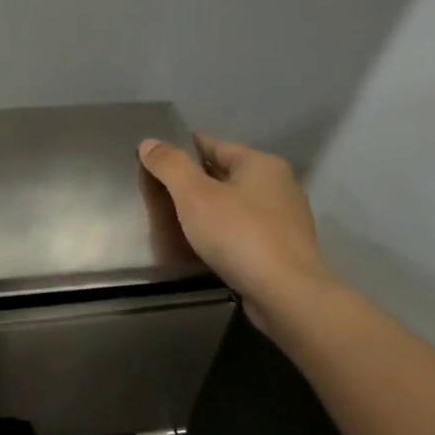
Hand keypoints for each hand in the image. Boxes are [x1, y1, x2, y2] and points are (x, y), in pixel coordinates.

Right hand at [138, 134, 336, 336]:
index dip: (184, 150)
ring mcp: (285, 218)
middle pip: (227, 174)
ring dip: (212, 208)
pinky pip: (246, 230)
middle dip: (197, 181)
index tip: (158, 160)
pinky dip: (226, 231)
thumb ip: (170, 166)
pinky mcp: (284, 248)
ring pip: (238, 204)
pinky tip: (208, 244)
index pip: (215, 145)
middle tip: (163, 193)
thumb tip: (149, 142)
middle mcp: (279, 184)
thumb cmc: (238, 235)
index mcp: (261, 164)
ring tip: (181, 220)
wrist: (285, 292)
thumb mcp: (194, 195)